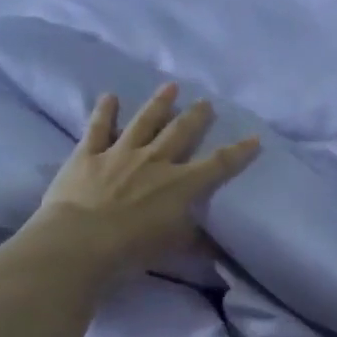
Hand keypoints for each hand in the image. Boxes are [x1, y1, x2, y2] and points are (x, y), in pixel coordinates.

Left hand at [26, 84, 259, 286]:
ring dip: (159, 103)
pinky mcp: (88, 154)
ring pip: (144, 121)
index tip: (254, 137)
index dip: (239, 152)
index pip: (218, 164)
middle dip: (197, 116)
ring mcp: (120, 153)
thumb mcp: (173, 248)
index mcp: (181, 185)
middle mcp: (155, 161)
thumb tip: (218, 249)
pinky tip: (110, 97)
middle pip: (181, 132)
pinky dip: (105, 111)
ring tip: (170, 87)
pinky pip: (98, 127)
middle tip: (206, 102)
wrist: (81, 242)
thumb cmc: (132, 250)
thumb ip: (196, 243)